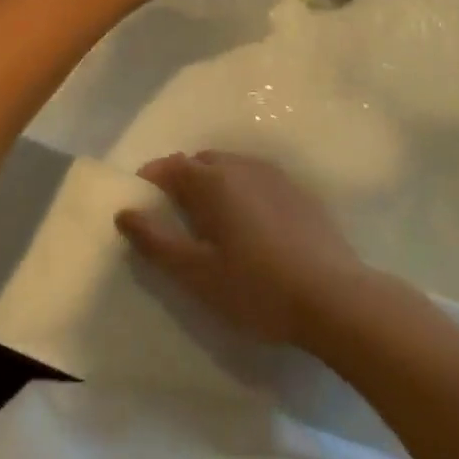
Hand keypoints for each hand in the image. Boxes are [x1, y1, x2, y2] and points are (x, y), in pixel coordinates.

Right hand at [116, 150, 368, 346]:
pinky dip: (240, 192)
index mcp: (213, 180)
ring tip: (208, 222)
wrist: (333, 296)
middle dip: (181, 180)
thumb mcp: (197, 273)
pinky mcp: (297, 191)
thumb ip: (156, 241)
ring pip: (230, 168)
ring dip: (212, 184)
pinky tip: (248, 226)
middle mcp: (241, 165)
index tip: (140, 203)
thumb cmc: (256, 287)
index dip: (150, 179)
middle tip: (172, 217)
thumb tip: (125, 212)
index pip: (171, 165)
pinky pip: (255, 180)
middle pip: (201, 162)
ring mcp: (273, 175)